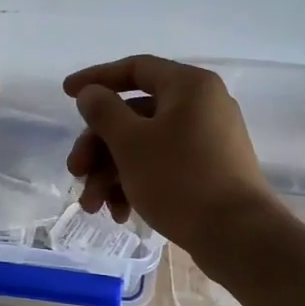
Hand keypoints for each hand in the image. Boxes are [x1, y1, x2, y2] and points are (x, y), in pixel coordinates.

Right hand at [64, 55, 275, 250]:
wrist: (239, 237)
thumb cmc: (180, 179)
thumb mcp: (130, 142)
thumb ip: (103, 111)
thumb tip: (91, 93)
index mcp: (189, 86)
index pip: (135, 69)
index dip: (97, 78)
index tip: (66, 93)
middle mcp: (202, 106)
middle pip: (134, 114)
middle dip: (98, 146)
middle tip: (75, 172)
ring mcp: (208, 140)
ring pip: (145, 145)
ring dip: (111, 173)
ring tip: (93, 206)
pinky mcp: (209, 171)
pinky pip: (163, 165)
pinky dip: (137, 184)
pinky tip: (120, 214)